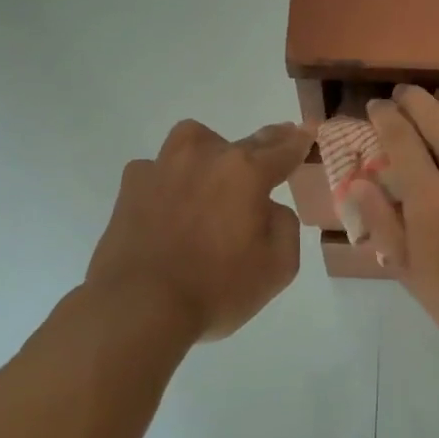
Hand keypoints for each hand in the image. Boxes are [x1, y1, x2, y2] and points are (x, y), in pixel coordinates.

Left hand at [86, 119, 311, 341]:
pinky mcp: (131, 184)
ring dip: (210, 154)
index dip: (299, 141)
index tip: (307, 131)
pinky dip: (170, 181)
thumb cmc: (217, 288)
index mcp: (246, 172)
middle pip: (243, 141)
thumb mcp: (279, 266)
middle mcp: (205, 155)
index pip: (283, 148)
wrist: (140, 306)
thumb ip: (284, 224)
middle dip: (262, 146)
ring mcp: (163, 166)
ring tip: (211, 179)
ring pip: (195, 142)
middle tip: (267, 159)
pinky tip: (169, 206)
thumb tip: (266, 207)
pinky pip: (159, 169)